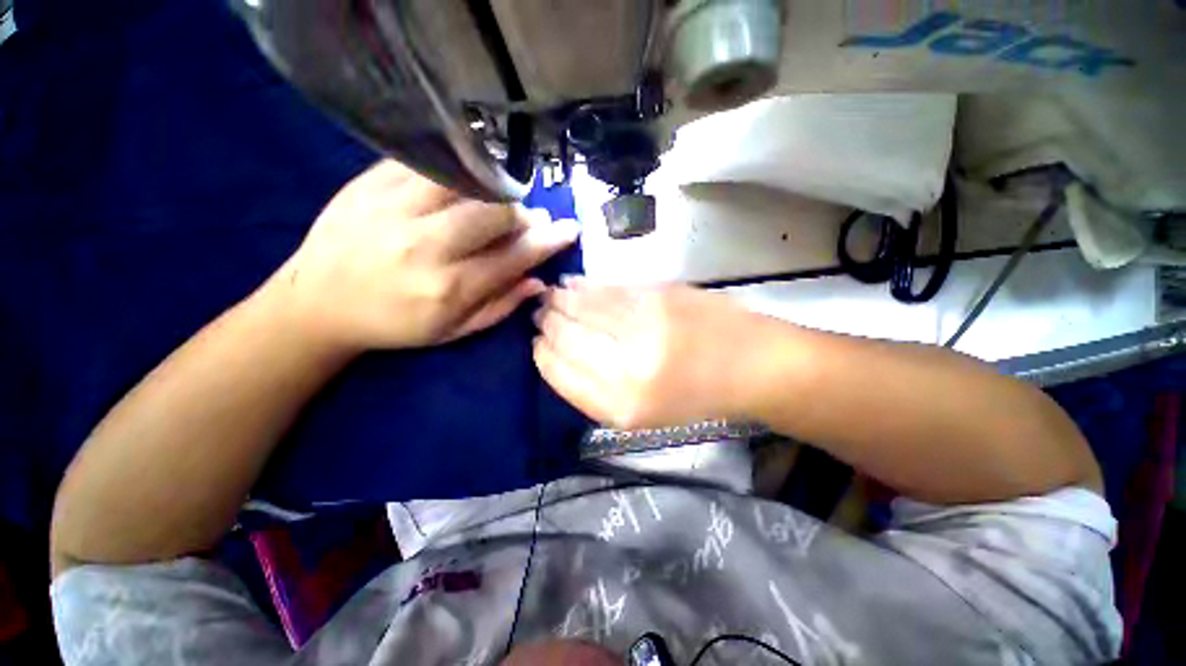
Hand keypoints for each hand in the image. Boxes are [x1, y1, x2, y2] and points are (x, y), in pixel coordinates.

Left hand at [268, 160, 577, 352]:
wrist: (316, 303)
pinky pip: (427, 162)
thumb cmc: (394, 324)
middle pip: (494, 211)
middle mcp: (424, 246)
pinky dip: (455, 170)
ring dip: (492, 188)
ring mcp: (393, 208)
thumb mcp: (452, 331)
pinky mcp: (369, 182)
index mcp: (448, 288)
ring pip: (464, 178)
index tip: (569, 229)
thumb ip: (500, 307)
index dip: (547, 242)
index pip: (514, 257)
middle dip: (522, 214)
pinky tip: (461, 184)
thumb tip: (538, 282)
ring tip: (496, 201)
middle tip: (526, 220)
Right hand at [533, 279, 774, 428]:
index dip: (543, 355)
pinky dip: (585, 287)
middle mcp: (627, 369)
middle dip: (547, 324)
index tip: (537, 343)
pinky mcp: (658, 296)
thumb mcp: (640, 414)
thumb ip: (594, 388)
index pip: (560, 374)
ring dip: (560, 300)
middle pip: (566, 338)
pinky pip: (606, 290)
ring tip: (551, 297)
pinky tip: (572, 285)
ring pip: (582, 308)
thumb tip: (558, 352)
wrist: (751, 366)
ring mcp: (644, 327)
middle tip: (540, 314)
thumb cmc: (695, 398)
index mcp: (621, 407)